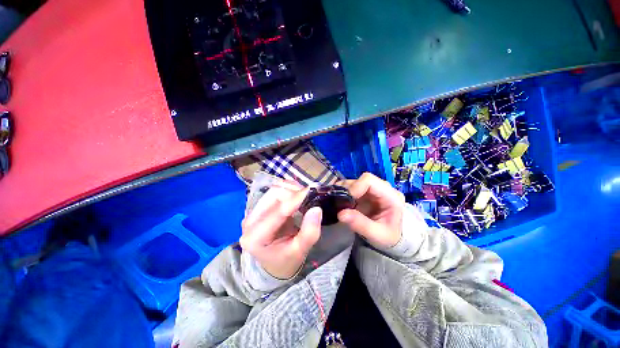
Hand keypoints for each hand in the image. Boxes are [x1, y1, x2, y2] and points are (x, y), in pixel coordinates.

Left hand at [240, 181, 322, 278]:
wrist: (274, 263)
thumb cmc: (286, 260)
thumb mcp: (300, 251)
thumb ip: (309, 233)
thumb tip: (316, 209)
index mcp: (255, 237)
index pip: (278, 211)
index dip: (295, 199)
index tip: (311, 192)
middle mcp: (250, 221)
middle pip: (273, 195)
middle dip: (293, 193)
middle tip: (309, 197)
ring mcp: (254, 212)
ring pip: (274, 190)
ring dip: (291, 190)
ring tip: (303, 198)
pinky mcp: (260, 207)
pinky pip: (275, 191)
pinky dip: (288, 190)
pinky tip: (296, 197)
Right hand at [337, 173, 404, 248]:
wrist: (393, 237)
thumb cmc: (389, 236)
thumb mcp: (377, 235)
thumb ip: (360, 224)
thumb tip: (341, 214)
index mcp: (391, 196)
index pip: (369, 180)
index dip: (355, 187)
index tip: (345, 200)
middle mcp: (383, 188)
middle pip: (361, 180)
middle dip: (348, 190)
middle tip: (340, 204)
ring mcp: (374, 189)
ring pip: (355, 182)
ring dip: (345, 191)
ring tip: (340, 204)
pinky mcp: (366, 192)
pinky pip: (353, 187)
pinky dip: (344, 193)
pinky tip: (342, 202)